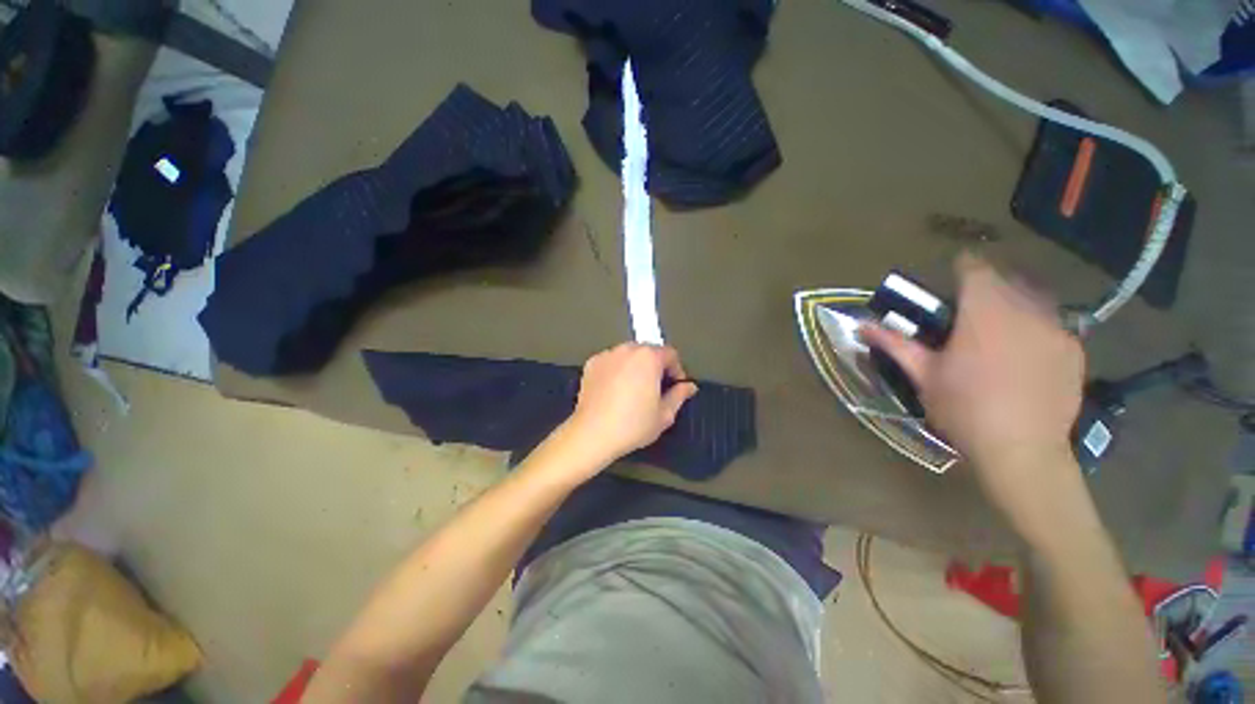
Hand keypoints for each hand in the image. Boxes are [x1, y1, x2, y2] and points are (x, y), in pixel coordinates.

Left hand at [562, 344, 697, 464]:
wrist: (593, 433)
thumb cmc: (632, 425)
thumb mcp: (664, 414)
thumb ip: (679, 395)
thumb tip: (688, 387)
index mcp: (649, 357)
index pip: (670, 353)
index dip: (676, 369)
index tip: (675, 385)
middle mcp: (627, 350)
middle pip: (648, 351)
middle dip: (655, 366)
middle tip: (655, 388)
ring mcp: (607, 355)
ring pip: (628, 355)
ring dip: (635, 366)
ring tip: (634, 389)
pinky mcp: (592, 364)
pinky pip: (611, 361)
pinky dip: (616, 370)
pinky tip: (615, 390)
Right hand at [861, 254, 1085, 522]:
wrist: (1021, 449)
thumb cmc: (963, 408)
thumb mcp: (922, 375)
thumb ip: (894, 344)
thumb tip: (860, 325)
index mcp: (983, 314)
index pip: (976, 271)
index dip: (964, 266)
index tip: (954, 271)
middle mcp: (1025, 311)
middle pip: (1007, 281)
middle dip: (987, 285)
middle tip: (969, 306)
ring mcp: (1056, 329)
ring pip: (1034, 299)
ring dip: (1013, 303)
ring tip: (998, 326)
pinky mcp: (1074, 350)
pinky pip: (1053, 324)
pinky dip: (1036, 327)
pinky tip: (1024, 352)